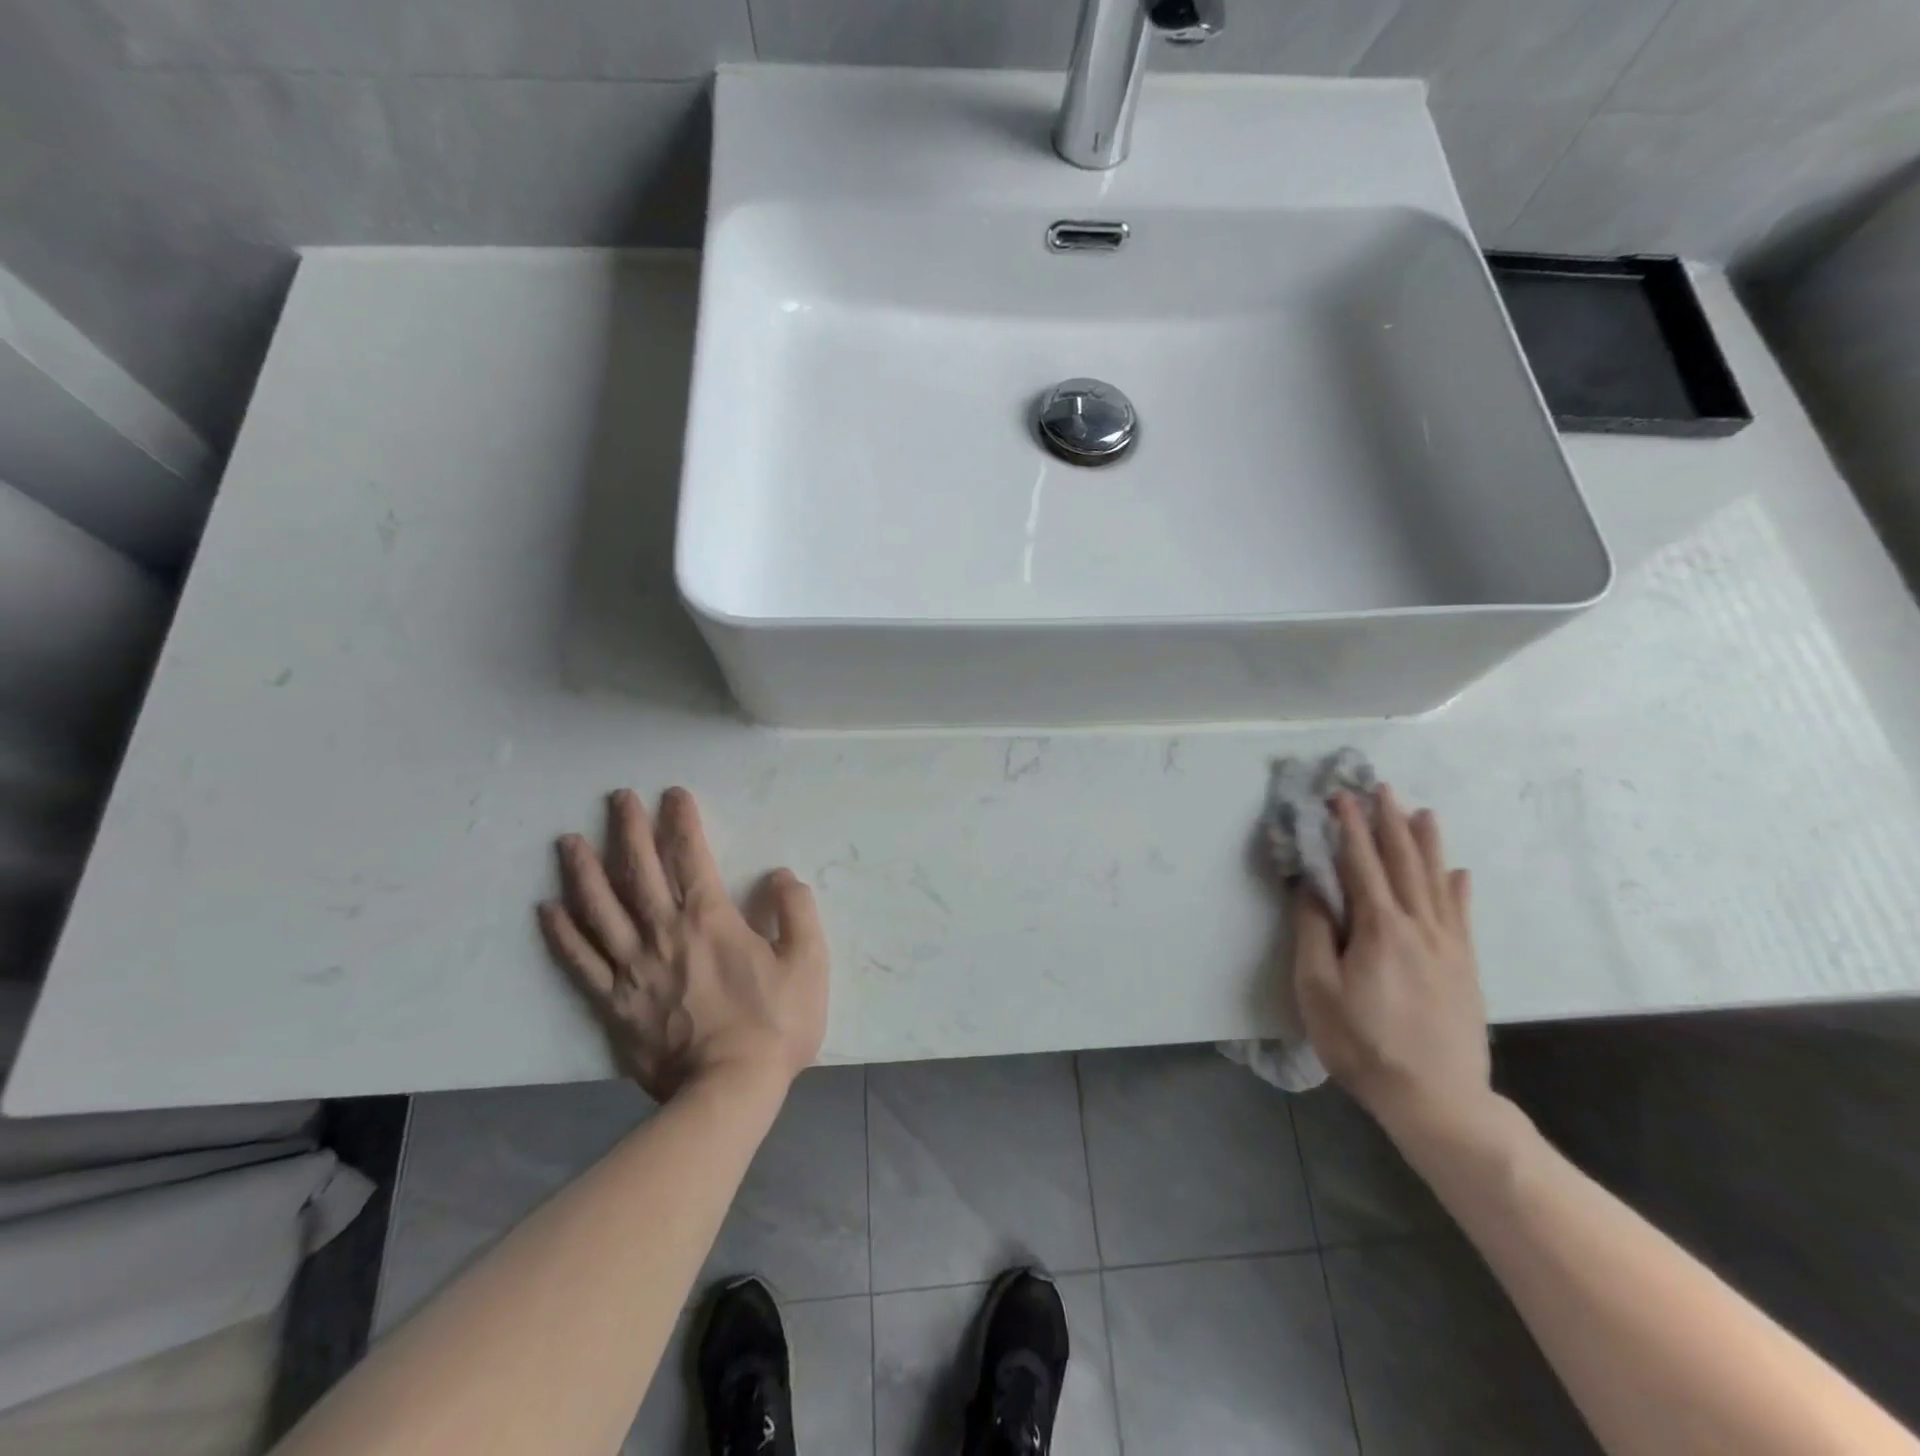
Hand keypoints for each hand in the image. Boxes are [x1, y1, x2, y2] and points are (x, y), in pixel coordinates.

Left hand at [537, 787, 828, 1102]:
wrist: (728, 1092)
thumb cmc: (774, 1024)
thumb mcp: (808, 961)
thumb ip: (796, 909)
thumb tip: (779, 874)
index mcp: (710, 919)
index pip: (691, 856)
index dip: (682, 821)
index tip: (673, 794)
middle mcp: (663, 932)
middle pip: (639, 871)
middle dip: (627, 829)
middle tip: (618, 799)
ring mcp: (632, 968)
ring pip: (600, 908)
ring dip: (584, 870)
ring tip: (569, 841)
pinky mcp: (612, 1004)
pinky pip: (579, 962)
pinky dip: (561, 934)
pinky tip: (546, 910)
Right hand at [1292, 787, 1494, 1147]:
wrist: (1437, 1099)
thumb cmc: (1363, 1044)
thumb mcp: (1318, 990)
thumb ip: (1313, 933)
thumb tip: (1311, 888)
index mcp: (1379, 928)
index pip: (1360, 864)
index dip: (1350, 828)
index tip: (1341, 796)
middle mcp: (1418, 926)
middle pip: (1403, 863)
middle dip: (1390, 822)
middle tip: (1382, 788)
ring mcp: (1448, 946)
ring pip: (1436, 881)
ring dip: (1427, 844)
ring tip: (1422, 812)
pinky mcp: (1465, 967)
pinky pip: (1462, 915)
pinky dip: (1458, 888)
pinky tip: (1459, 873)